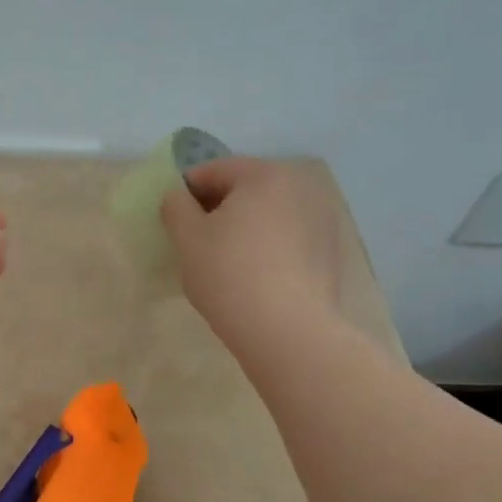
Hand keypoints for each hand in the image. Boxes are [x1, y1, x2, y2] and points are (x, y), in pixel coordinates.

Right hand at [160, 158, 343, 352]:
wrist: (287, 330)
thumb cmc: (229, 274)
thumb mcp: (186, 238)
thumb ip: (175, 206)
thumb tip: (178, 197)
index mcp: (264, 174)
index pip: (213, 171)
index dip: (185, 192)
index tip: (172, 221)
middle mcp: (300, 186)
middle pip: (245, 188)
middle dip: (217, 208)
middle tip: (195, 241)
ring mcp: (321, 218)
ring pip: (268, 213)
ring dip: (244, 226)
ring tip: (224, 260)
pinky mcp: (329, 250)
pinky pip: (287, 236)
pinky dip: (267, 245)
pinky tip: (253, 274)